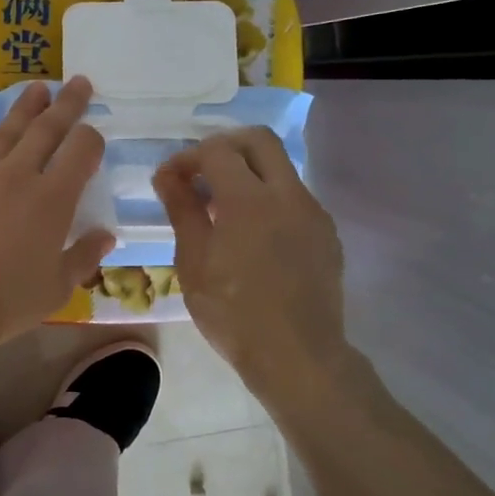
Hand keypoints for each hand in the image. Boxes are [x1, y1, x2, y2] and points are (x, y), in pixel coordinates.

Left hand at [0, 78, 114, 343]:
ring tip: (37, 88)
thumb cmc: (7, 299)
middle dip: (66, 104)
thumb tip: (107, 235)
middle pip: (47, 129)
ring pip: (6, 130)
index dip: (92, 138)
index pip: (81, 151)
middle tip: (78, 81)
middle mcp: (18, 174)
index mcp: (53, 198)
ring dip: (24, 107)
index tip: (94, 136)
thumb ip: (84, 256)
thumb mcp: (57, 288)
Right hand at [153, 128, 345, 407]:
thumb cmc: (233, 312)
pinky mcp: (327, 234)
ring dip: (249, 173)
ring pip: (281, 168)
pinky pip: (295, 198)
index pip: (216, 150)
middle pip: (259, 139)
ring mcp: (313, 213)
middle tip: (200, 172)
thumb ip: (182, 210)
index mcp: (249, 199)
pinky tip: (252, 235)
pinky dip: (268, 199)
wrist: (297, 356)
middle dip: (225, 145)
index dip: (186, 158)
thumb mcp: (193, 261)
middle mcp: (288, 194)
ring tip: (221, 208)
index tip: (169, 181)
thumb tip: (167, 175)